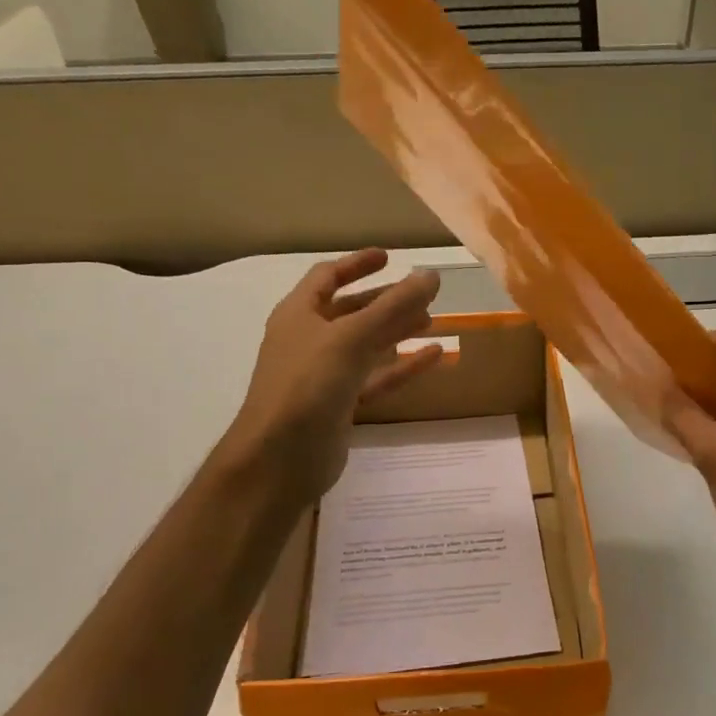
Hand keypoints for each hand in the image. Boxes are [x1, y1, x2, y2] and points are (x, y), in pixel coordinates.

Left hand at [221, 249, 442, 503]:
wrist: (280, 458)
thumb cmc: (308, 385)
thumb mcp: (351, 338)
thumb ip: (393, 306)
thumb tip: (432, 275)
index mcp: (299, 314)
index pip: (328, 277)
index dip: (357, 264)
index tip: (390, 257)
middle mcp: (310, 340)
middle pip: (352, 311)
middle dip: (386, 300)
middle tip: (422, 295)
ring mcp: (325, 375)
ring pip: (367, 345)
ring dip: (397, 331)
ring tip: (432, 321)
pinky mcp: (341, 406)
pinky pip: (377, 378)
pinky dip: (403, 366)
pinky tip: (435, 357)